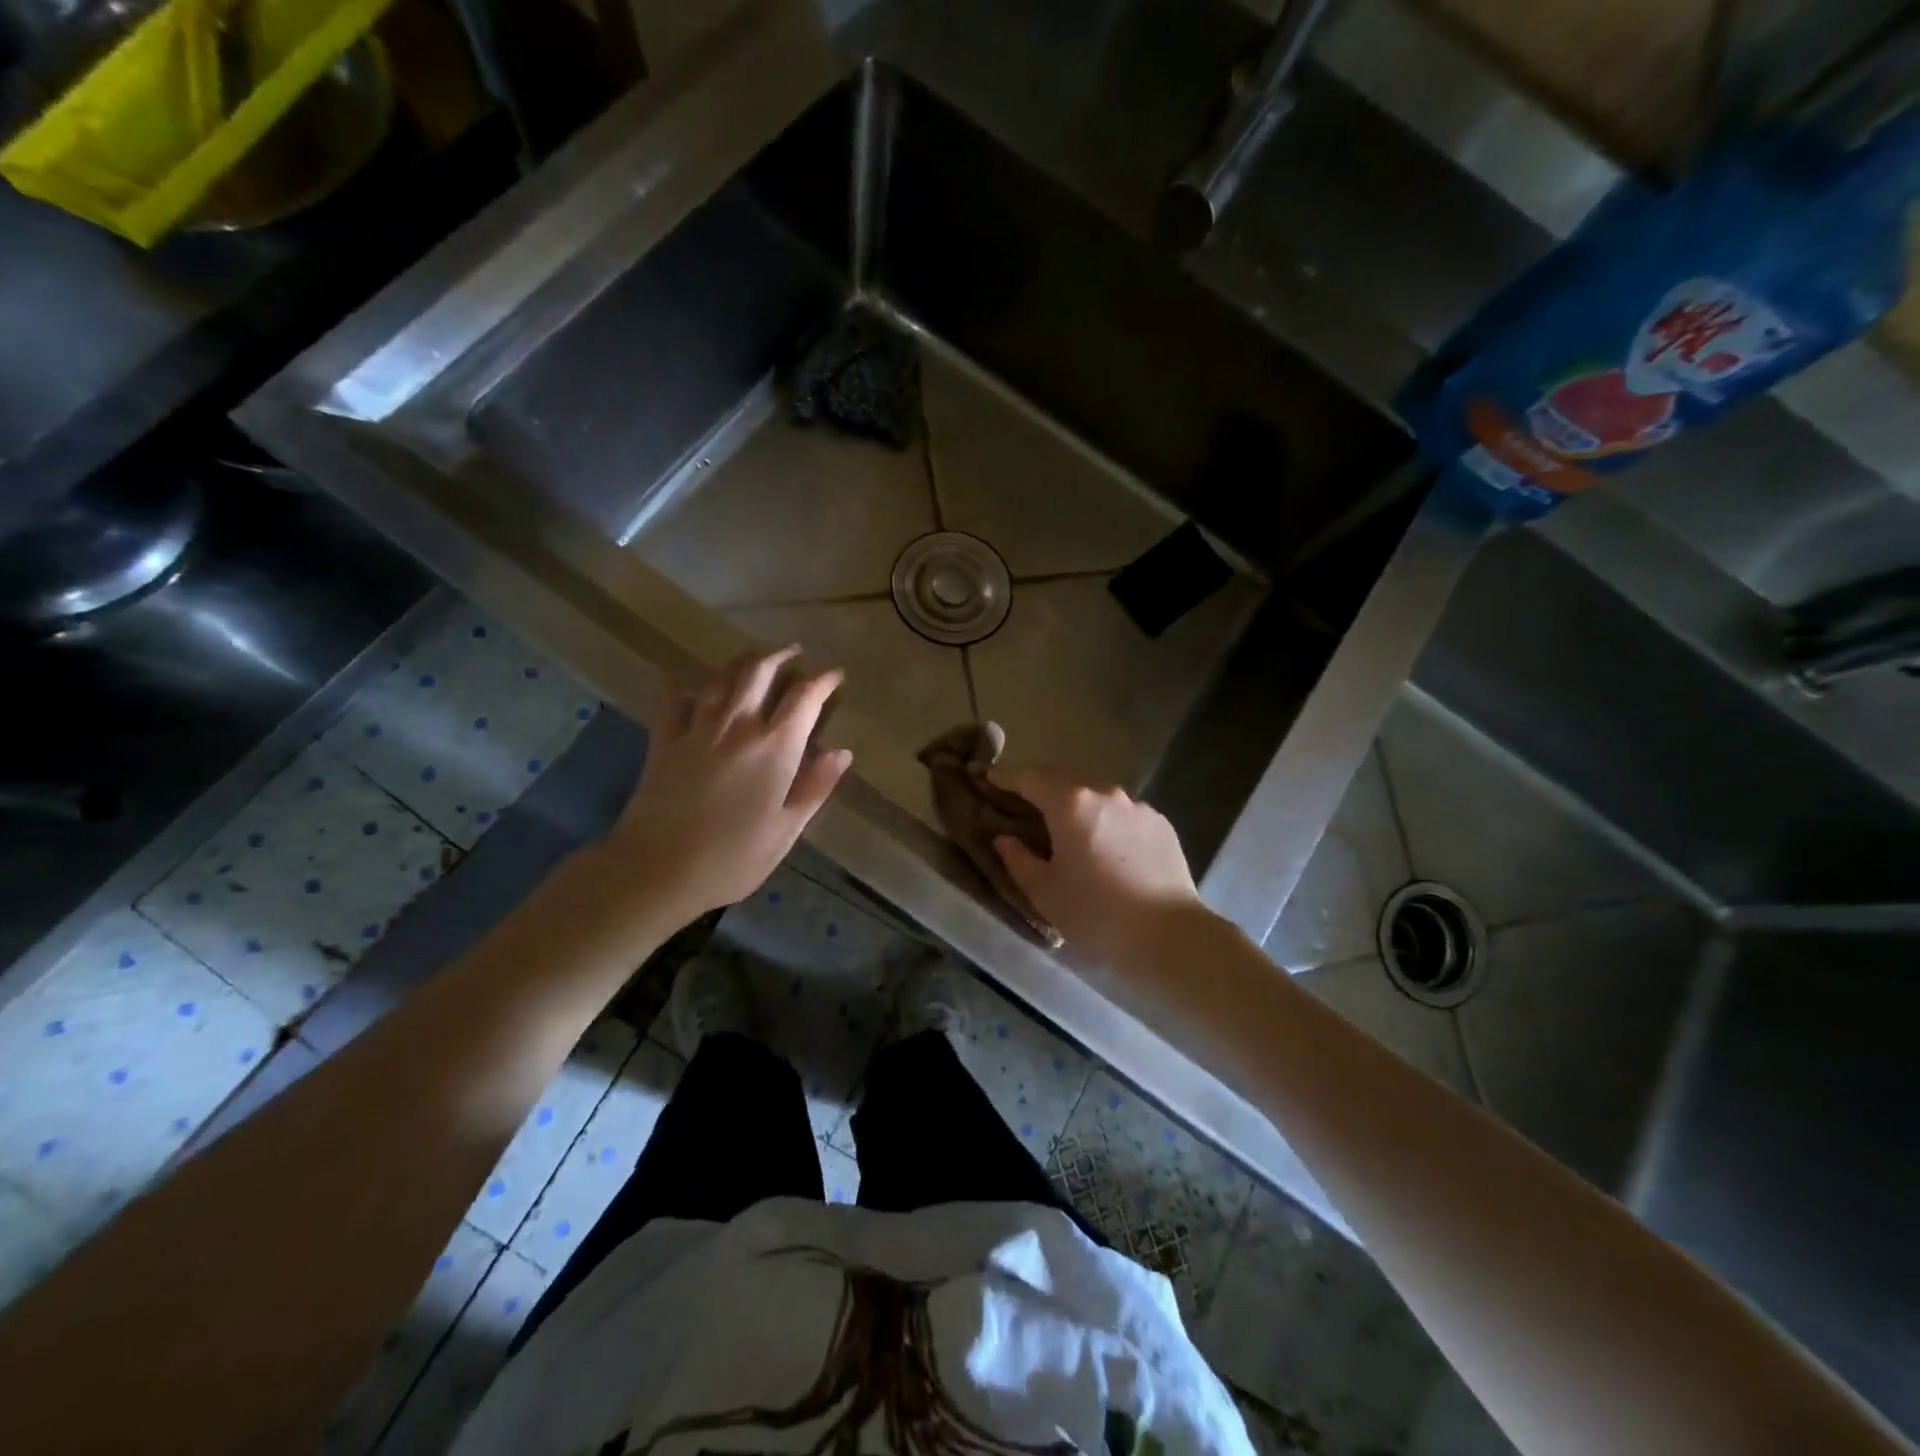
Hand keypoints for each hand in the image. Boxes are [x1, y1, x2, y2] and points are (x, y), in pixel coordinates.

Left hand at [605, 646, 850, 924]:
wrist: (658, 869)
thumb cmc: (734, 857)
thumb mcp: (787, 830)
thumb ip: (815, 787)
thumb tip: (842, 753)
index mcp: (775, 747)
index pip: (805, 697)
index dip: (823, 680)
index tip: (835, 675)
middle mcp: (738, 725)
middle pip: (760, 672)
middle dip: (781, 656)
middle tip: (794, 653)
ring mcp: (697, 728)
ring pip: (722, 678)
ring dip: (742, 662)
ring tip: (754, 660)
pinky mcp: (664, 740)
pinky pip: (673, 700)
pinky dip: (682, 685)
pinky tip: (686, 682)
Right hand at [987, 767, 1207, 969]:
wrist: (1169, 936)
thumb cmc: (1096, 915)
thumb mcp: (1045, 892)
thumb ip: (1018, 859)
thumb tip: (1004, 838)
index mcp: (1071, 804)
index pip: (1030, 778)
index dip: (1005, 777)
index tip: (988, 777)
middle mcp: (1105, 793)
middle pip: (1064, 780)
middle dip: (1040, 787)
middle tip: (1022, 802)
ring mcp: (1137, 806)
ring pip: (1096, 795)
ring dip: (1076, 804)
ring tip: (1065, 827)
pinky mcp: (1160, 823)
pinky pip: (1122, 812)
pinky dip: (1105, 820)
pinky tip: (1104, 846)